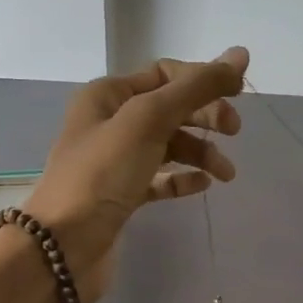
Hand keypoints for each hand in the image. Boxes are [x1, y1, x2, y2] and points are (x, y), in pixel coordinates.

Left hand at [22, 48, 247, 302]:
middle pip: (169, 108)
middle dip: (204, 116)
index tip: (238, 97)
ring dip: (200, 152)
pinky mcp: (121, 195)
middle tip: (233, 132)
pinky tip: (202, 185)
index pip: (165, 74)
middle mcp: (109, 122)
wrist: (61, 248)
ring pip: (168, 145)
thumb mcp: (148, 121)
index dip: (202, 80)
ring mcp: (114, 161)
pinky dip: (182, 178)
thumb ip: (195, 87)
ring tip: (225, 174)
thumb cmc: (102, 175)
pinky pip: (159, 178)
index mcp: (107, 95)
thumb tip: (240, 54)